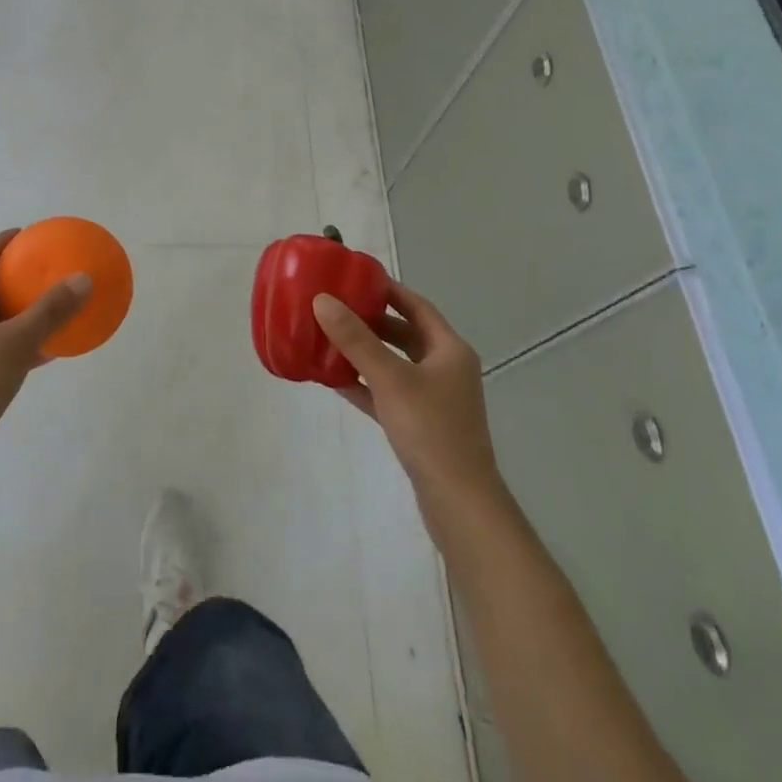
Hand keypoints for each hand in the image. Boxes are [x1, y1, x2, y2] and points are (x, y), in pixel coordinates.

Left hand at [0, 230, 90, 501]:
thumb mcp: (16, 343)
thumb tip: (83, 278)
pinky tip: (43, 351)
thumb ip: (51, 310)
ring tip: (45, 308)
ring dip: (13, 311)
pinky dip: (12, 341)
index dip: (1, 243)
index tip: (27, 235)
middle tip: (39, 270)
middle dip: (9, 277)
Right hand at [314, 282, 503, 528]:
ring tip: (329, 338)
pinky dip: (365, 384)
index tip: (355, 278)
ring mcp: (435, 399)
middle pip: (404, 334)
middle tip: (336, 307)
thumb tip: (322, 300)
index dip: (387, 289)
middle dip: (371, 320)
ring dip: (365, 352)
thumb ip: (355, 339)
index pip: (416, 306)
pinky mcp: (421, 426)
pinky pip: (388, 393)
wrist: (459, 503)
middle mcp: (446, 369)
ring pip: (394, 364)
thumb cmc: (431, 430)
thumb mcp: (390, 378)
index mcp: (449, 350)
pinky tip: (334, 380)